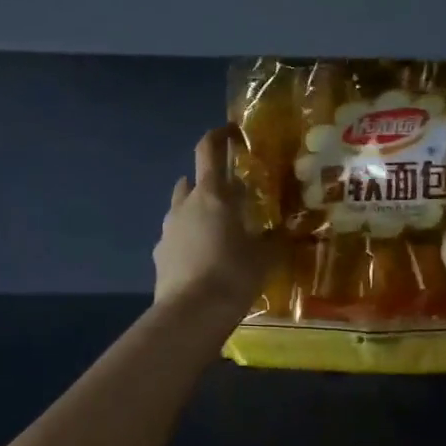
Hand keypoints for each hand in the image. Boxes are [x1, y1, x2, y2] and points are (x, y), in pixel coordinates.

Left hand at [154, 127, 274, 315]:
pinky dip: (188, 239)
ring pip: (182, 208)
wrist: (191, 313)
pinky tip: (202, 259)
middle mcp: (185, 205)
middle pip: (192, 180)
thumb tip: (285, 231)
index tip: (231, 132)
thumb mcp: (265, 257)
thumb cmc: (233, 275)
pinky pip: (175, 237)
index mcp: (212, 195)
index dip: (218, 135)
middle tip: (232, 198)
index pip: (209, 150)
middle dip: (210, 183)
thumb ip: (274, 239)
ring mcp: (168, 229)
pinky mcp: (159, 254)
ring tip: (218, 231)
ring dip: (197, 211)